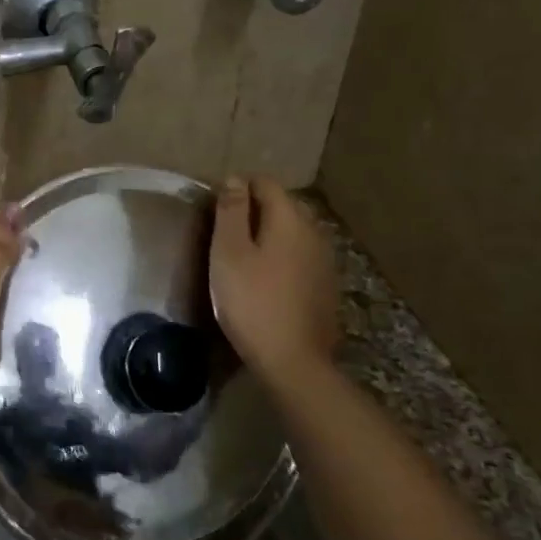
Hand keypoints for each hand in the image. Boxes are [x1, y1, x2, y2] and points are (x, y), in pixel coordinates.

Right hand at [209, 176, 341, 388]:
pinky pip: (301, 255)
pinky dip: (282, 255)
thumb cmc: (252, 302)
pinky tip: (266, 278)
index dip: (238, 187)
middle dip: (254, 208)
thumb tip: (235, 179)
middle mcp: (314, 232)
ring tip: (242, 254)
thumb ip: (232, 212)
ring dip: (269, 233)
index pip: (265, 183)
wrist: (294, 361)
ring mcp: (325, 260)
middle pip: (283, 204)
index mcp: (290, 219)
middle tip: (224, 231)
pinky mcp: (326, 285)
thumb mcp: (229, 253)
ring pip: (293, 231)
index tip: (214, 207)